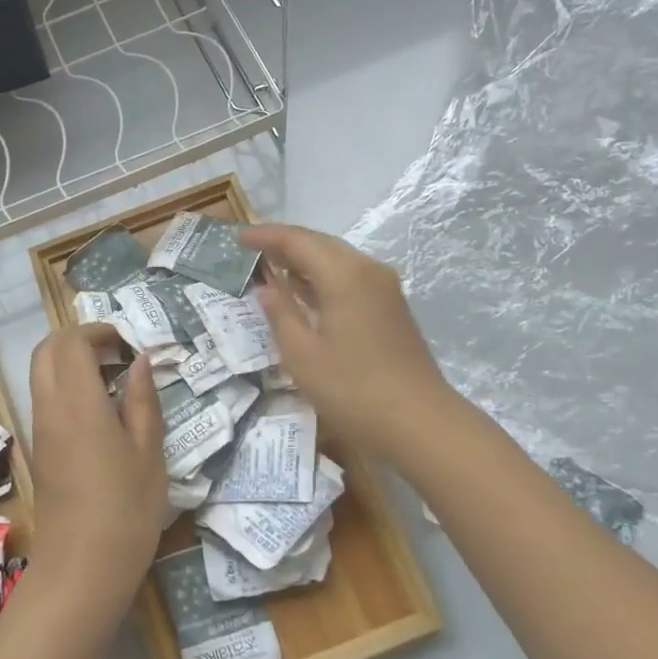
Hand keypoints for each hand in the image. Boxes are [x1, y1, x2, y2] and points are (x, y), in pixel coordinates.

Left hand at [26, 324, 165, 610]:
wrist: (82, 570)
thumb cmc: (126, 510)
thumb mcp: (149, 453)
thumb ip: (143, 400)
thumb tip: (140, 360)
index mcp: (78, 403)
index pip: (71, 342)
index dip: (98, 330)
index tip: (128, 342)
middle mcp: (49, 409)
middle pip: (46, 350)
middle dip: (78, 339)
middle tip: (116, 353)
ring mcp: (39, 430)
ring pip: (41, 374)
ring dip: (71, 363)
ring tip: (113, 381)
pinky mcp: (39, 450)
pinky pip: (45, 399)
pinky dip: (66, 387)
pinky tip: (101, 411)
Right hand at [241, 224, 453, 455]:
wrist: (420, 422)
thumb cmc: (353, 390)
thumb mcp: (303, 355)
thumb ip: (280, 315)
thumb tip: (265, 289)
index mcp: (344, 274)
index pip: (297, 241)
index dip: (265, 236)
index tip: (237, 237)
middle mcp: (367, 270)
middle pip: (320, 244)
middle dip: (285, 243)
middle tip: (251, 249)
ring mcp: (384, 288)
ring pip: (337, 260)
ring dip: (305, 260)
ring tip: (271, 266)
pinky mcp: (391, 307)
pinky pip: (350, 278)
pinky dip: (323, 278)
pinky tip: (304, 292)